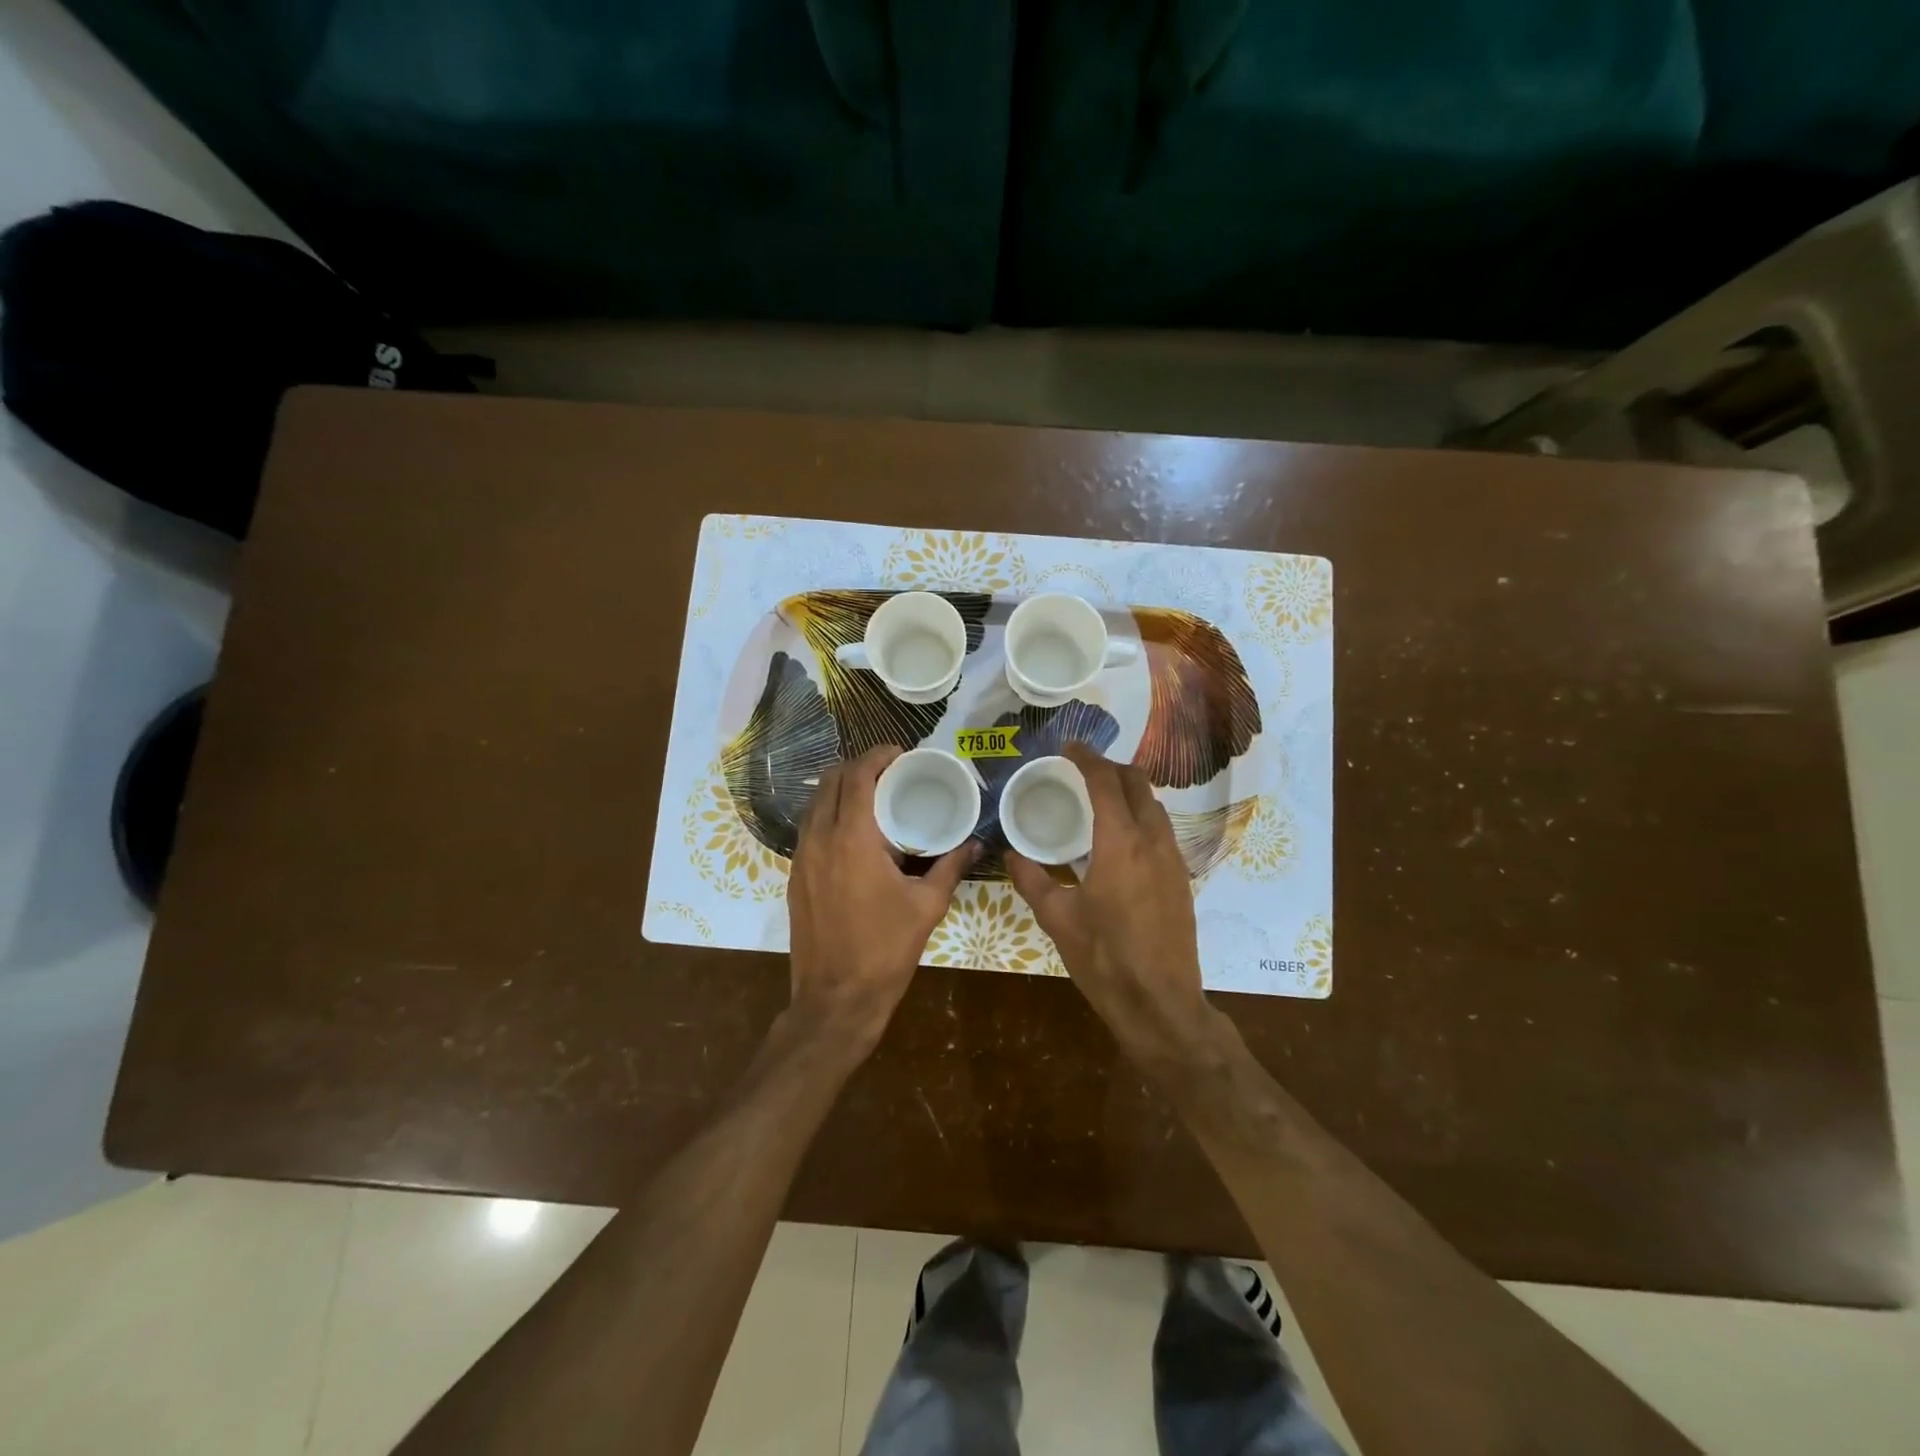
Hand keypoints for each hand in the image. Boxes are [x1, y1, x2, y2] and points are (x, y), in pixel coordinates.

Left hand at [785, 746, 975, 1052]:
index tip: (901, 754)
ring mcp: (801, 858)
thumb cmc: (885, 950)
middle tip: (890, 772)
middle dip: (858, 766)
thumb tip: (975, 844)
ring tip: (873, 796)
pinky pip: (809, 828)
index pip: (857, 776)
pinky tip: (854, 832)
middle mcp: (819, 839)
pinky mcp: (794, 876)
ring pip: (815, 803)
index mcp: (852, 839)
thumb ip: (950, 868)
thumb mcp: (927, 907)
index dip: (878, 756)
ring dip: (840, 789)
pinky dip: (829, 814)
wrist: (835, 999)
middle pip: (830, 781)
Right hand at [1005, 743, 1224, 1069]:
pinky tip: (1121, 838)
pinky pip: (1162, 830)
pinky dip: (1142, 816)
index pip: (1106, 783)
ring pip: (1155, 806)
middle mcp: (1152, 841)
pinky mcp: (1182, 879)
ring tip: (1100, 800)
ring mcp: (1173, 860)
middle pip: (1138, 784)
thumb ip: (1032, 880)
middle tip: (1083, 770)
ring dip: (1130, 791)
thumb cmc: (1104, 960)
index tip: (1069, 747)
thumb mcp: (1058, 920)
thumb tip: (1011, 854)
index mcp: (1120, 844)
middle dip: (1111, 768)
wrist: (1161, 1003)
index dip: (1087, 759)